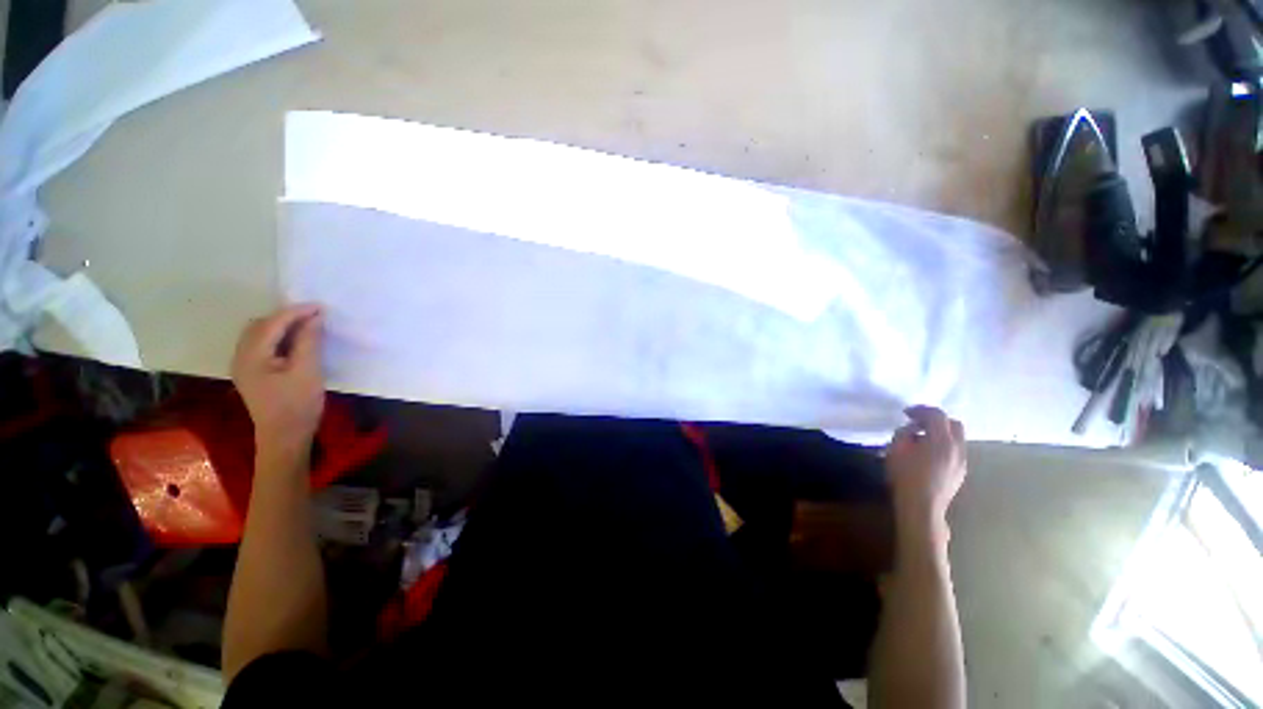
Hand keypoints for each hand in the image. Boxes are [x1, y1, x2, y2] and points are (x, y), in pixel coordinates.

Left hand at [231, 304, 325, 461]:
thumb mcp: (308, 370)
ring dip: (282, 327)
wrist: (285, 437)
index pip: (272, 324)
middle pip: (260, 326)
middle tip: (315, 317)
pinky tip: (296, 343)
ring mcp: (244, 366)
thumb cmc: (297, 404)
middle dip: (286, 317)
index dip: (296, 312)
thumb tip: (315, 317)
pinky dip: (279, 338)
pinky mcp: (253, 373)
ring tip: (308, 327)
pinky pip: (262, 345)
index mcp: (251, 356)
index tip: (321, 307)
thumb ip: (309, 341)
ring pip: (259, 334)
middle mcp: (241, 357)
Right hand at [885, 406, 966, 544]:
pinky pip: (956, 450)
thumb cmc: (905, 477)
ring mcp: (962, 461)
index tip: (906, 413)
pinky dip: (944, 445)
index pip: (937, 415)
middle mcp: (957, 448)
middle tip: (917, 424)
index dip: (920, 410)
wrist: (922, 507)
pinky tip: (928, 455)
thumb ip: (904, 433)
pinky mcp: (961, 471)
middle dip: (935, 419)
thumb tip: (912, 430)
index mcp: (941, 441)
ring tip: (921, 440)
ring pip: (957, 438)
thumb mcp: (895, 450)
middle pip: (953, 423)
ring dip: (940, 433)